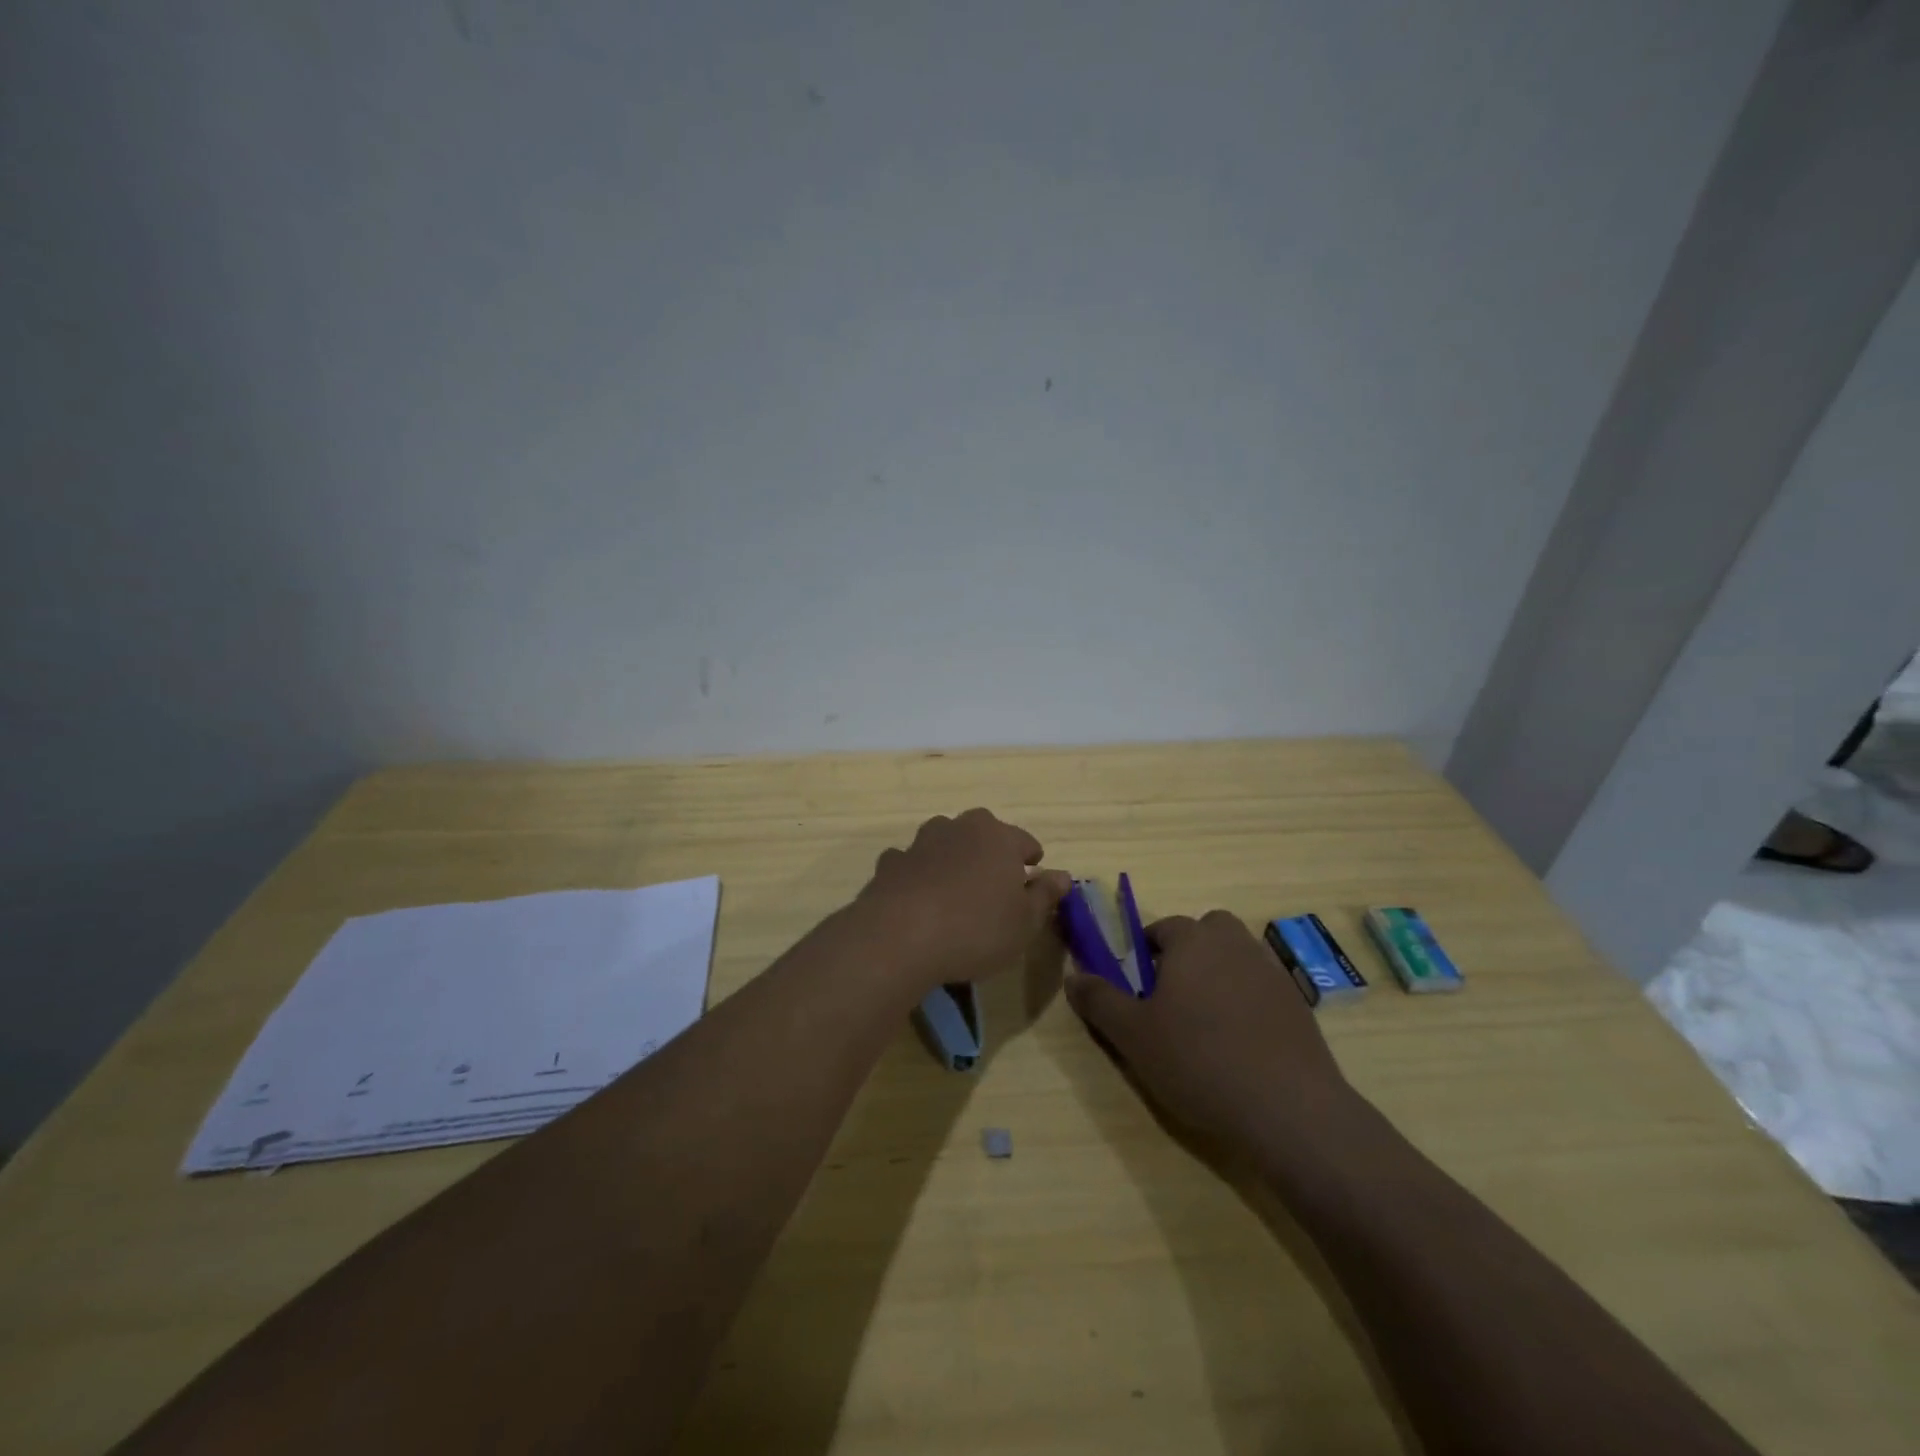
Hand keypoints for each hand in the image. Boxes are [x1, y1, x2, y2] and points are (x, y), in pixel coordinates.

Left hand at [854, 808, 1071, 991]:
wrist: (900, 936)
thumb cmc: (976, 929)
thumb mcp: (1024, 922)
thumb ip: (1044, 896)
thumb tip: (1063, 875)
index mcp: (998, 838)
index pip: (1024, 841)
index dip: (1032, 858)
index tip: (1034, 872)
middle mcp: (959, 828)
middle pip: (982, 831)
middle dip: (990, 850)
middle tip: (995, 879)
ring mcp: (921, 842)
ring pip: (944, 840)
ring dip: (952, 856)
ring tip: (956, 886)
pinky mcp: (891, 863)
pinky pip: (911, 863)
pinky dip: (918, 873)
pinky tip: (918, 897)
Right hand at [1065, 910, 1356, 1152]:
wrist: (1289, 1108)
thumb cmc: (1198, 1061)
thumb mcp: (1132, 1035)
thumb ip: (1099, 1000)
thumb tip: (1074, 976)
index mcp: (1192, 941)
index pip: (1163, 928)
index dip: (1147, 952)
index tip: (1139, 987)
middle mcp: (1234, 944)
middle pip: (1207, 931)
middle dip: (1189, 952)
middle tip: (1174, 997)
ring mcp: (1271, 971)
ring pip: (1237, 956)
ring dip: (1220, 974)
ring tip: (1207, 1021)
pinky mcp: (1298, 1004)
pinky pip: (1262, 987)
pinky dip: (1249, 1001)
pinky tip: (1242, 1042)